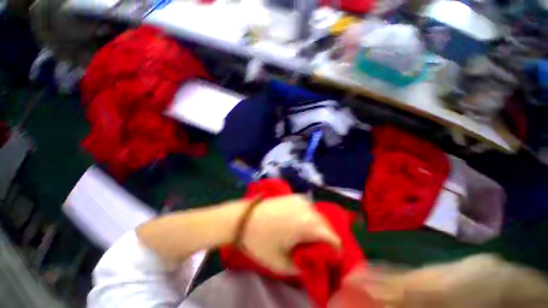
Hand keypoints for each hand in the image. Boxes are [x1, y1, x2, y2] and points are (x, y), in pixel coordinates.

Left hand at [240, 195, 340, 274]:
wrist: (243, 216)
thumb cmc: (260, 240)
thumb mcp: (280, 263)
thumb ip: (302, 267)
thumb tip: (313, 264)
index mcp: (307, 224)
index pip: (332, 237)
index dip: (334, 250)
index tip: (329, 258)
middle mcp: (307, 208)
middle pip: (326, 224)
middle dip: (326, 237)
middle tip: (317, 249)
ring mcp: (300, 199)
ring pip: (317, 215)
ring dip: (317, 226)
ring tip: (308, 236)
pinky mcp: (293, 196)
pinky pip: (308, 207)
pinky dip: (309, 217)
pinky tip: (300, 223)